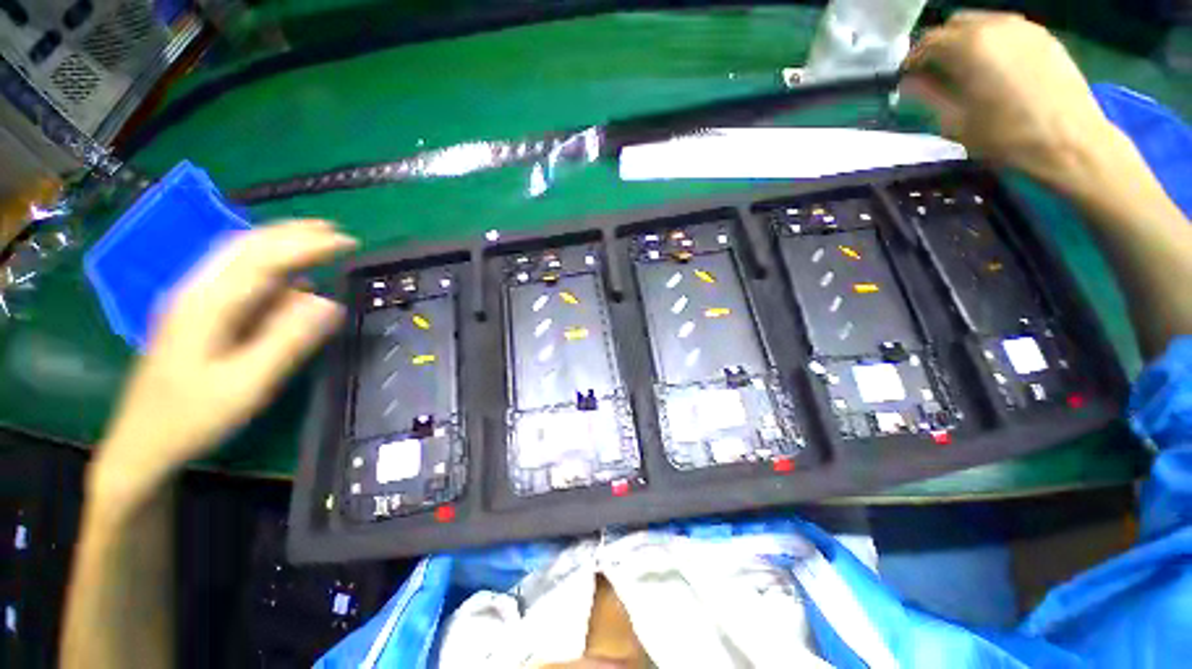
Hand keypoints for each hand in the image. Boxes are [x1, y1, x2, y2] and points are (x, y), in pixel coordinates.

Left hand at [92, 220, 355, 501]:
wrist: (141, 444)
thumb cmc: (194, 417)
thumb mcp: (248, 383)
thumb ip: (289, 340)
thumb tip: (330, 304)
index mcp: (207, 304)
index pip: (264, 258)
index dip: (309, 245)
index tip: (349, 242)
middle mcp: (196, 291)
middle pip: (245, 245)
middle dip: (292, 233)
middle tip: (335, 232)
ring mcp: (192, 301)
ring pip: (237, 257)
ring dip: (279, 244)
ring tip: (317, 243)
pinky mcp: (195, 314)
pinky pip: (234, 278)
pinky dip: (266, 268)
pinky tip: (287, 279)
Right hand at [902, 11, 1118, 195]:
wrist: (1070, 141)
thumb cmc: (1007, 136)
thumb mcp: (956, 122)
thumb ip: (929, 96)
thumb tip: (909, 83)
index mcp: (969, 46)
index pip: (928, 41)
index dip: (913, 60)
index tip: (908, 78)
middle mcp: (994, 25)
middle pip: (955, 24)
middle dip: (939, 45)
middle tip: (934, 73)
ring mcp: (1023, 27)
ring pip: (981, 23)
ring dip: (966, 42)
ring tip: (964, 70)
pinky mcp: (1043, 35)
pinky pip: (1006, 30)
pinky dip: (991, 43)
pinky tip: (993, 68)